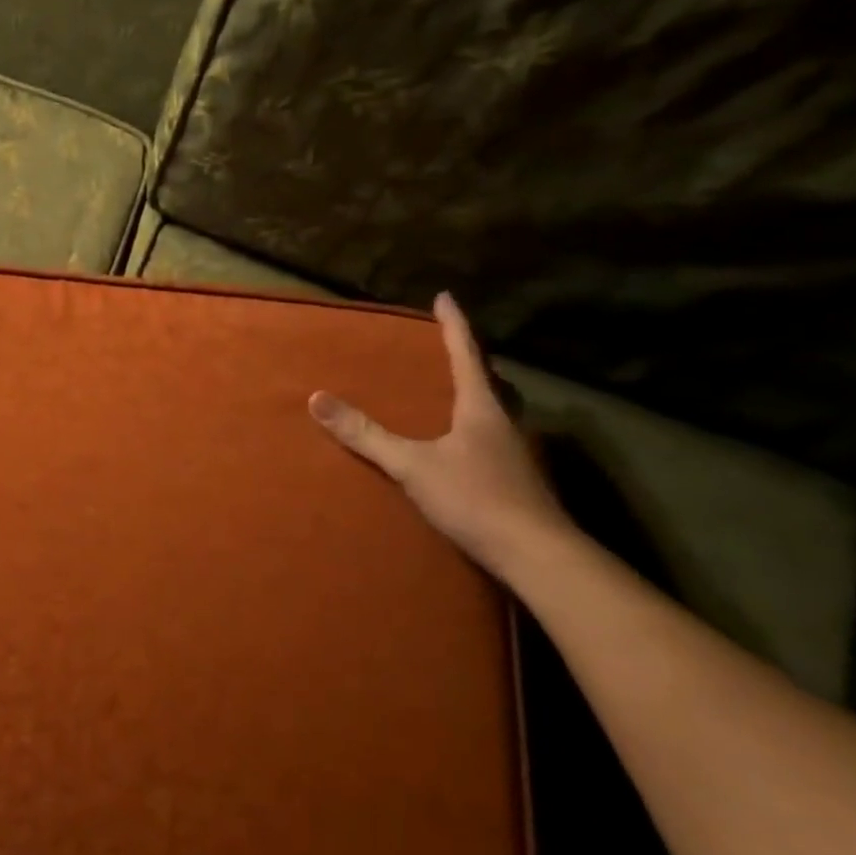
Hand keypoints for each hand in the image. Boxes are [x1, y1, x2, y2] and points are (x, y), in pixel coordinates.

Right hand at [309, 292, 572, 581]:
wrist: (538, 556)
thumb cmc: (476, 499)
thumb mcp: (411, 465)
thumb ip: (365, 435)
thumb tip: (317, 399)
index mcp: (482, 408)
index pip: (466, 354)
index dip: (453, 325)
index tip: (445, 297)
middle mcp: (506, 422)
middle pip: (492, 380)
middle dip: (472, 360)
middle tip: (451, 348)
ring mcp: (519, 452)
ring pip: (500, 409)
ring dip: (480, 394)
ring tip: (456, 393)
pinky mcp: (522, 479)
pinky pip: (498, 437)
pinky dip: (481, 427)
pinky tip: (466, 445)